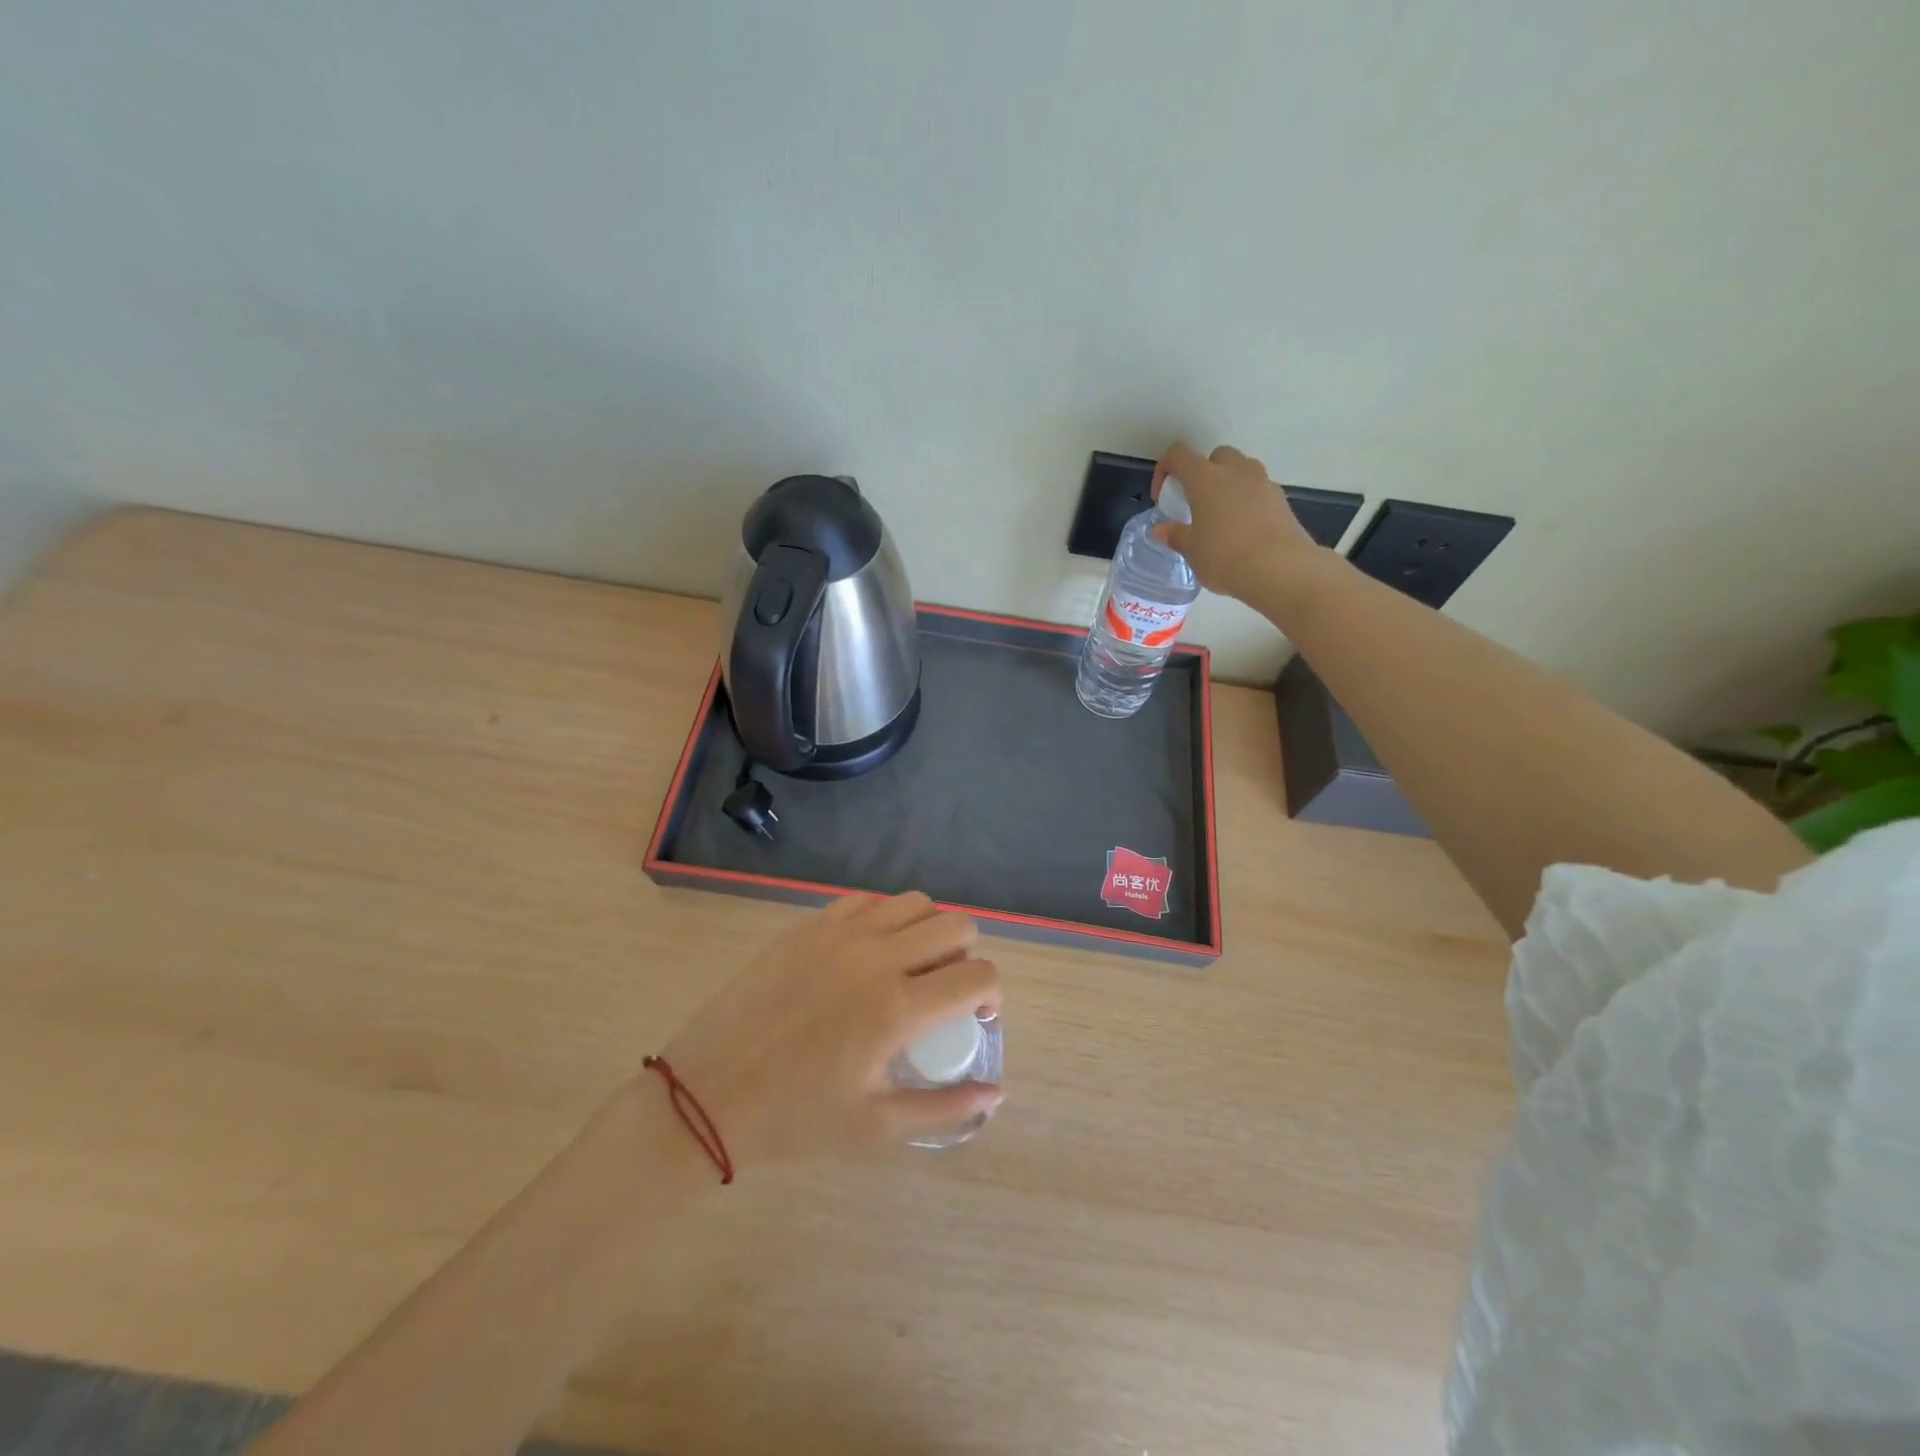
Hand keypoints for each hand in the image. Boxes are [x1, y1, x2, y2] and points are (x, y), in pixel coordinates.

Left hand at [653, 893, 1002, 1169]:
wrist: (707, 1093)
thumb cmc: (793, 1118)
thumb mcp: (874, 1127)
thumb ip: (944, 1109)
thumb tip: (997, 1094)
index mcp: (896, 1008)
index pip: (978, 976)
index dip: (992, 995)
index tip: (978, 1016)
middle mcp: (875, 956)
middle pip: (956, 925)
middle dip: (966, 957)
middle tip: (943, 992)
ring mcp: (839, 933)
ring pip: (915, 902)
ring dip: (928, 931)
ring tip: (909, 967)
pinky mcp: (808, 925)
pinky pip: (867, 901)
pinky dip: (884, 918)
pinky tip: (868, 952)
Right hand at [1152, 441, 1319, 603]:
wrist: (1280, 569)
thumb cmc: (1224, 557)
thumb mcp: (1192, 551)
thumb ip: (1176, 536)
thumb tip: (1160, 531)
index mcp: (1205, 478)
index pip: (1179, 454)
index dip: (1165, 470)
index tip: (1163, 497)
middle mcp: (1235, 471)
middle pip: (1216, 456)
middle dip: (1203, 473)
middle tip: (1197, 503)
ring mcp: (1262, 482)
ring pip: (1241, 469)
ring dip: (1228, 484)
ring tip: (1221, 516)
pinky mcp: (1281, 499)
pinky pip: (1259, 490)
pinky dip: (1248, 501)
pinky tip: (1244, 530)